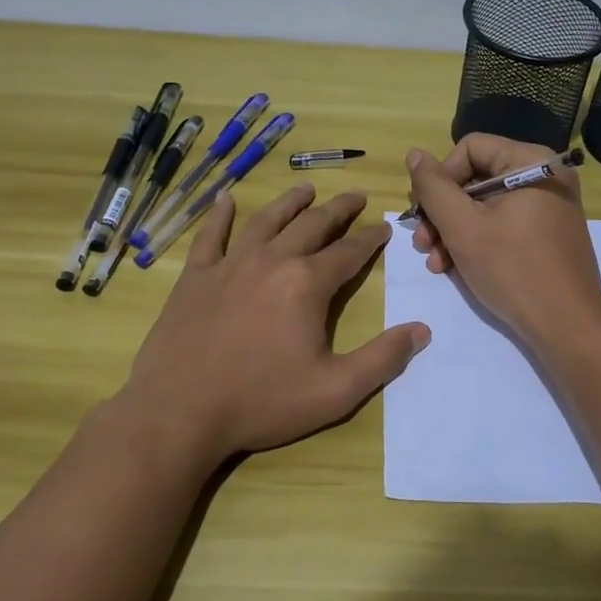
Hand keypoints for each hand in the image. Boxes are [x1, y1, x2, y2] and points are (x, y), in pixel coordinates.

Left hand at [118, 184, 430, 462]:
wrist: (179, 412)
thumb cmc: (261, 402)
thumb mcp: (335, 391)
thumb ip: (383, 359)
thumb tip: (421, 330)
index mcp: (307, 284)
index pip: (349, 252)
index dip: (370, 238)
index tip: (383, 227)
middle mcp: (272, 261)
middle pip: (312, 225)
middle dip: (338, 209)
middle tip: (356, 196)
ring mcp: (230, 265)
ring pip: (266, 221)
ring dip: (290, 202)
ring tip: (306, 189)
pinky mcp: (195, 277)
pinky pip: (210, 237)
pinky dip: (220, 216)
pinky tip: (225, 200)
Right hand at [405, 135, 600, 352]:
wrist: (567, 325)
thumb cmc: (513, 270)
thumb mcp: (463, 227)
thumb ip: (433, 188)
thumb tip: (415, 154)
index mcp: (530, 162)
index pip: (469, 148)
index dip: (441, 178)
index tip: (426, 213)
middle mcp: (544, 176)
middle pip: (475, 178)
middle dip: (443, 212)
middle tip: (422, 244)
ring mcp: (548, 206)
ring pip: (485, 205)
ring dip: (453, 231)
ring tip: (436, 263)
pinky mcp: (547, 233)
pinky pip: (502, 224)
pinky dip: (477, 241)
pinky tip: (455, 268)